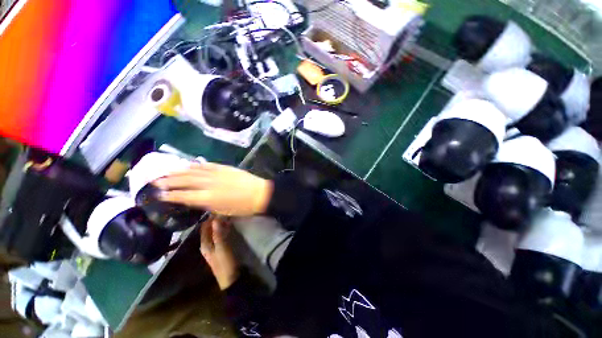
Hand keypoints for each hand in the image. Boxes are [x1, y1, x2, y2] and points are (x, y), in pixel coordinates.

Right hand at [154, 162, 272, 215]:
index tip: (159, 194)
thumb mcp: (222, 211)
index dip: (170, 195)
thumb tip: (195, 199)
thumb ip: (206, 204)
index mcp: (207, 197)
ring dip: (179, 171)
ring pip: (194, 170)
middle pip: (185, 180)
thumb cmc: (242, 207)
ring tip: (167, 171)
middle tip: (155, 180)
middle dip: (169, 180)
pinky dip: (197, 165)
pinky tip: (189, 164)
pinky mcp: (224, 168)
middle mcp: (209, 184)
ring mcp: (217, 173)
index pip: (184, 195)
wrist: (259, 193)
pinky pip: (207, 165)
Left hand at [200, 217, 238, 289]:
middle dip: (215, 220)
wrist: (231, 278)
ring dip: (219, 224)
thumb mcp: (222, 248)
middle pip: (208, 229)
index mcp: (204, 244)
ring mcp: (213, 246)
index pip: (204, 227)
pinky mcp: (220, 248)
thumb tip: (216, 218)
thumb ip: (218, 234)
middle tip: (224, 210)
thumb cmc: (225, 263)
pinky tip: (229, 225)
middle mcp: (206, 244)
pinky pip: (219, 235)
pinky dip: (223, 229)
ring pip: (214, 231)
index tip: (218, 208)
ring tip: (227, 215)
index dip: (210, 218)